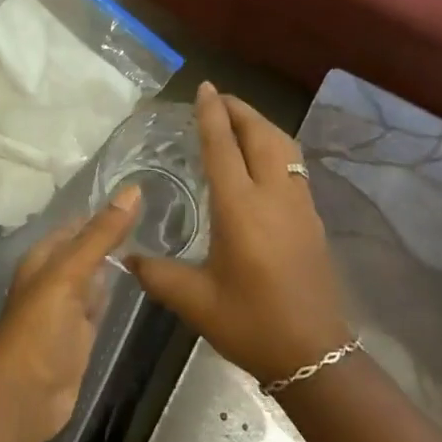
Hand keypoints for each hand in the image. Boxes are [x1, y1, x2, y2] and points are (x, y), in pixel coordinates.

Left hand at [0, 186, 138, 441]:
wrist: (26, 397)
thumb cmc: (40, 329)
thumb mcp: (69, 275)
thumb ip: (101, 235)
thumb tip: (133, 190)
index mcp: (43, 258)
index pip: (78, 225)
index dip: (105, 211)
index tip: (145, 195)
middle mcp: (54, 277)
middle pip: (88, 249)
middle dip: (115, 234)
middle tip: (162, 215)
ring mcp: (68, 307)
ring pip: (96, 275)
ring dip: (118, 262)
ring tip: (159, 240)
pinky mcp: (82, 333)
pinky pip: (101, 303)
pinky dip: (116, 291)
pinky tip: (140, 281)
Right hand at [130, 82, 352, 385]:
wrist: (314, 354)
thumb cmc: (250, 324)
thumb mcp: (195, 301)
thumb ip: (157, 274)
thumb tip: (126, 257)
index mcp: (240, 209)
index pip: (223, 147)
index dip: (212, 114)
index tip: (204, 87)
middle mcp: (272, 197)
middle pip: (260, 135)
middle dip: (240, 110)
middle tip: (218, 98)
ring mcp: (299, 205)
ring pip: (284, 147)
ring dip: (261, 125)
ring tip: (240, 120)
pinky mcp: (312, 219)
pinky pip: (294, 165)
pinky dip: (276, 147)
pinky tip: (263, 159)